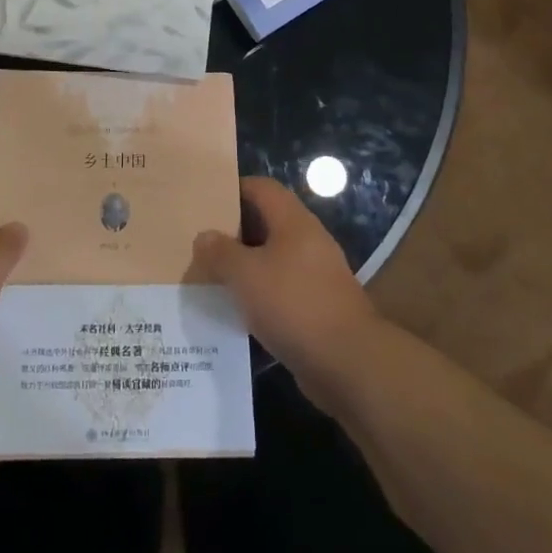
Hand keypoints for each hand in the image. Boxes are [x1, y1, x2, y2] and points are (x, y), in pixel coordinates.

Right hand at [194, 176, 379, 392]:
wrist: (349, 364)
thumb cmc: (294, 304)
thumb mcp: (245, 274)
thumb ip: (220, 252)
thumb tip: (204, 236)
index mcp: (294, 222)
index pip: (262, 188)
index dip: (234, 189)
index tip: (206, 202)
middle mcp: (308, 241)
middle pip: (267, 222)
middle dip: (235, 232)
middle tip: (202, 243)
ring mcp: (316, 275)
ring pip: (273, 259)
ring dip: (246, 266)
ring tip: (213, 277)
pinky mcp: (318, 307)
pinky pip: (282, 289)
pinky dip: (260, 294)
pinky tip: (237, 311)